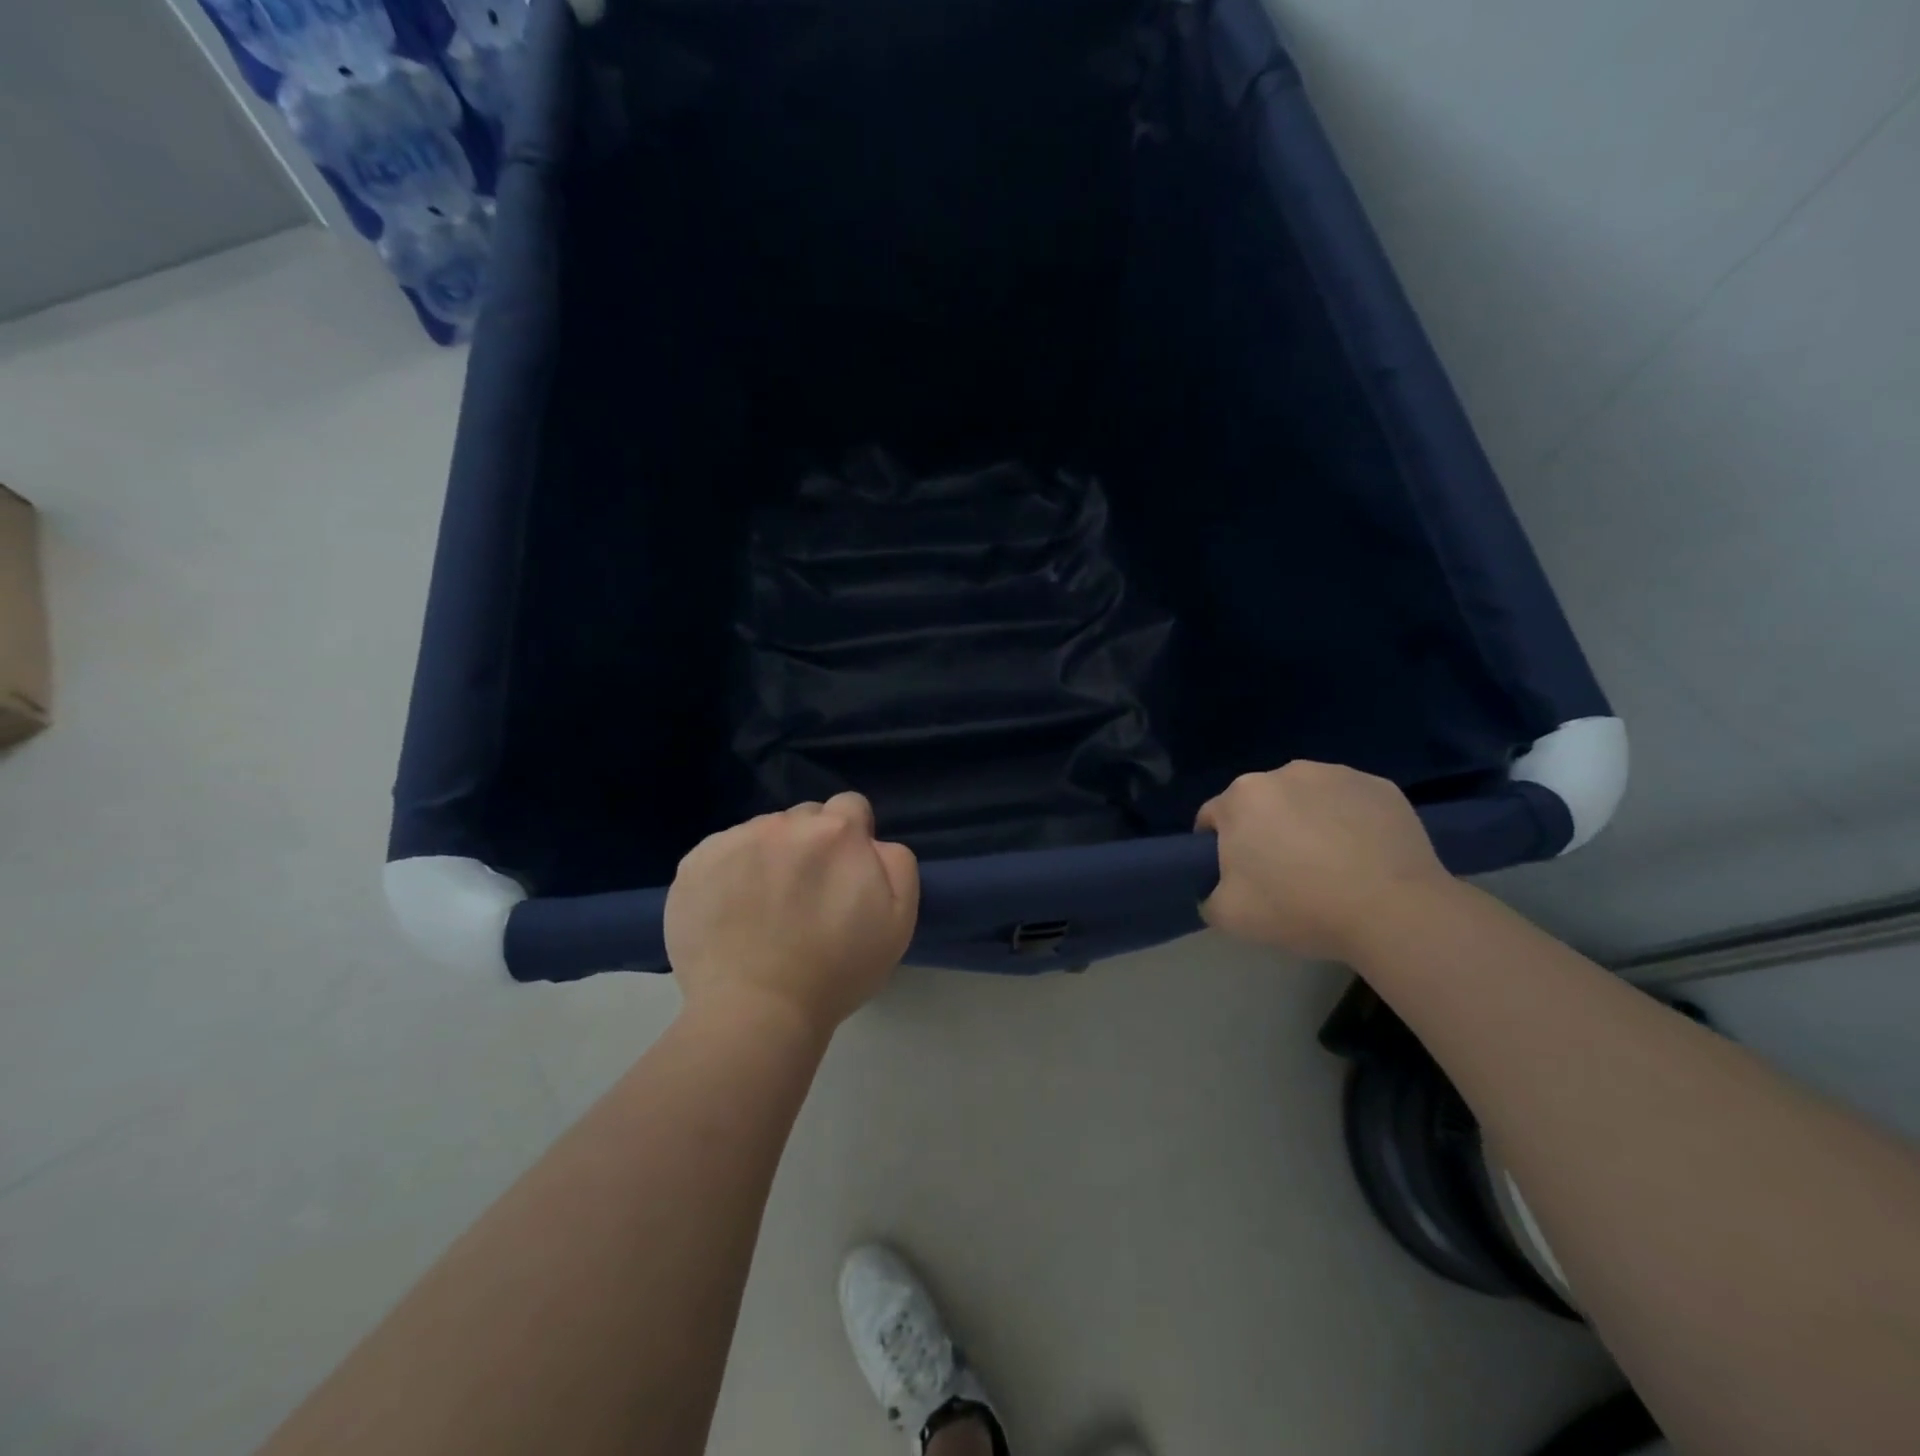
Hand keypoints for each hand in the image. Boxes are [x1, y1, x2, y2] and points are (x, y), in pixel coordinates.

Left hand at [664, 792, 919, 1037]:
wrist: (756, 1011)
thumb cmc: (837, 970)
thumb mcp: (898, 919)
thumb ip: (895, 862)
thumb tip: (873, 842)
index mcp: (836, 831)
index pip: (850, 807)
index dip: (853, 837)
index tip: (845, 872)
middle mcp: (783, 824)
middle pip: (804, 817)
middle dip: (810, 844)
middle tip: (805, 894)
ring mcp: (732, 841)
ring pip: (760, 833)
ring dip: (768, 856)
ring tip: (763, 908)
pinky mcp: (693, 864)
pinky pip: (720, 853)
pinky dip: (729, 873)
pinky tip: (731, 912)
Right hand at [1196, 761, 1453, 960]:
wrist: (1394, 911)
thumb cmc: (1300, 907)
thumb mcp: (1230, 916)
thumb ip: (1208, 897)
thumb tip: (1215, 890)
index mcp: (1242, 797)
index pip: (1213, 818)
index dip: (1217, 849)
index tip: (1236, 877)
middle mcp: (1284, 772)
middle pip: (1261, 804)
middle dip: (1264, 831)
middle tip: (1283, 874)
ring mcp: (1337, 774)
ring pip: (1306, 798)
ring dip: (1307, 821)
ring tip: (1329, 865)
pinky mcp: (1380, 786)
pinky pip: (1350, 802)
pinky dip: (1349, 821)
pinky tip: (1363, 856)